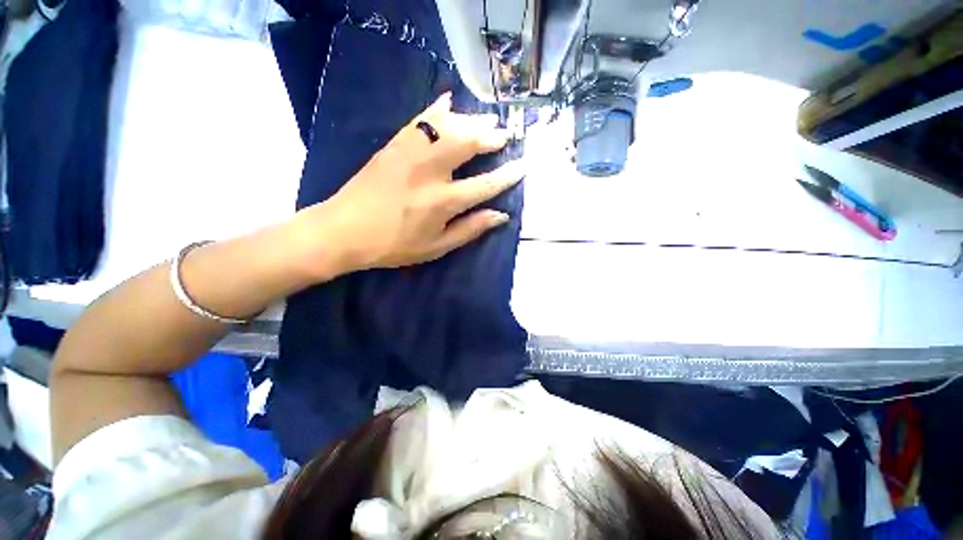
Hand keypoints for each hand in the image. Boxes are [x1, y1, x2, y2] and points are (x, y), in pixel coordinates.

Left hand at [290, 93, 523, 279]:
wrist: (344, 230)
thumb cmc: (394, 245)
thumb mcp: (436, 247)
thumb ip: (469, 229)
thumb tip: (500, 216)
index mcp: (442, 201)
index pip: (484, 185)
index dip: (507, 176)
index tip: (523, 165)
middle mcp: (429, 172)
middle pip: (467, 144)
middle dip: (490, 137)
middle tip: (505, 134)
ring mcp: (409, 154)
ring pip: (447, 127)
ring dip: (471, 120)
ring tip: (487, 118)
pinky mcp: (393, 145)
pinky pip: (419, 120)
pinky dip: (436, 109)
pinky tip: (449, 100)